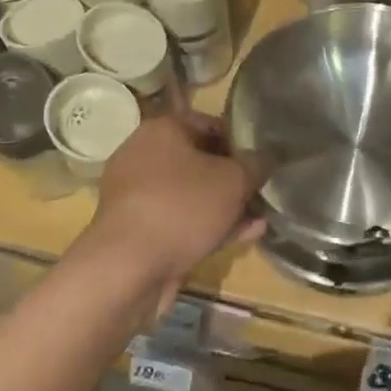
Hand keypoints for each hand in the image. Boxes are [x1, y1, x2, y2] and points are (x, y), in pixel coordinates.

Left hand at [86, 112, 263, 307]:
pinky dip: (207, 225)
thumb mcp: (233, 181)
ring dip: (224, 206)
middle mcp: (144, 155)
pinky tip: (242, 236)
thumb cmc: (182, 207)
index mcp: (162, 129)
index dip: (241, 141)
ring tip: (258, 219)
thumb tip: (264, 160)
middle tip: (261, 192)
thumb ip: (255, 166)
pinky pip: (180, 220)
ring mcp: (138, 194)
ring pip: (191, 194)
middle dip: (233, 178)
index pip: (210, 123)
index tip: (262, 161)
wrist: (127, 267)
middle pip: (200, 160)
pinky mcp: (137, 228)